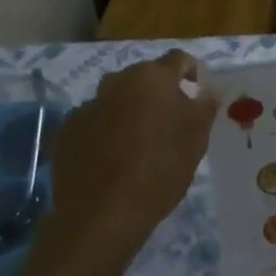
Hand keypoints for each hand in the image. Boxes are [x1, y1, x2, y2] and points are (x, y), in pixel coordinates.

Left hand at [48, 51, 220, 256]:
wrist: (101, 215)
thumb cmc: (159, 169)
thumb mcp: (196, 139)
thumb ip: (205, 107)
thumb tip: (210, 90)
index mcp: (152, 77)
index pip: (178, 59)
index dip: (191, 71)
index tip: (198, 92)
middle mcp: (117, 82)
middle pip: (144, 77)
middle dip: (158, 93)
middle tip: (170, 121)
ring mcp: (87, 106)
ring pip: (116, 100)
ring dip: (129, 111)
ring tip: (139, 143)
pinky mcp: (66, 132)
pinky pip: (94, 123)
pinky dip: (104, 132)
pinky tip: (111, 160)